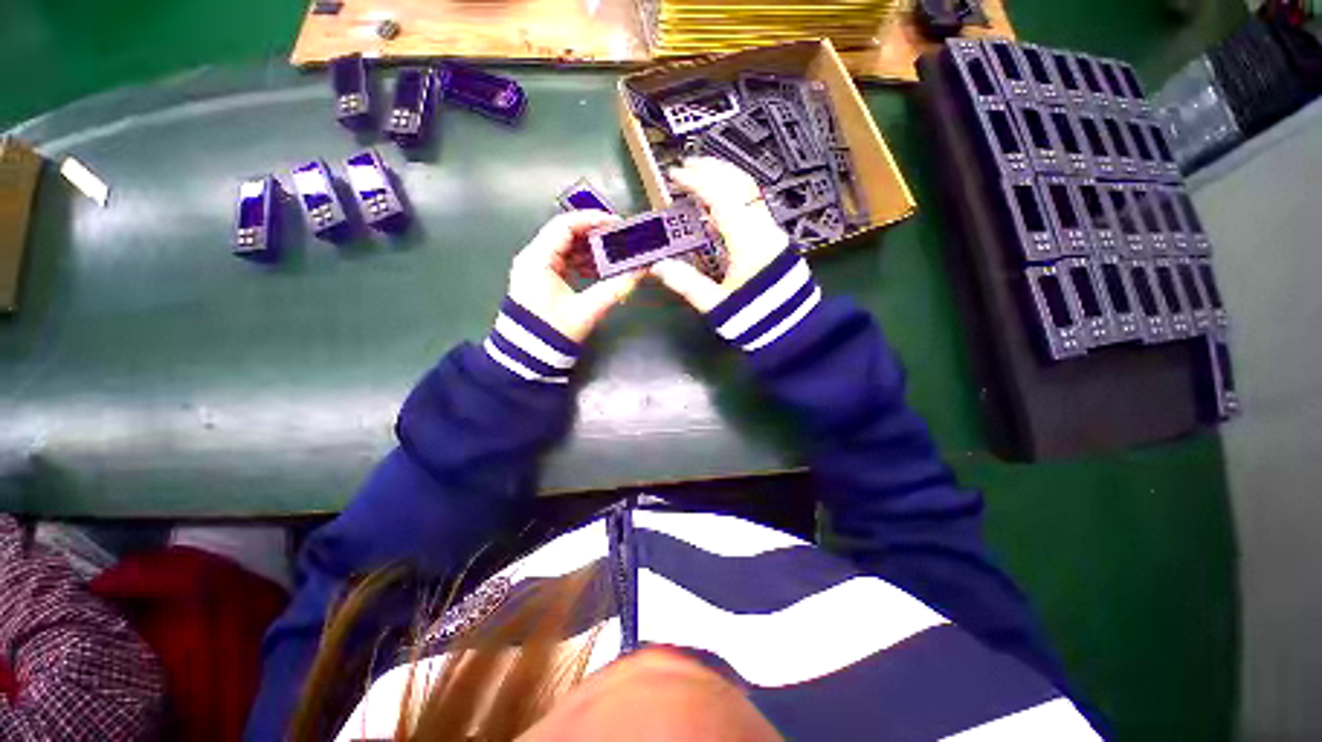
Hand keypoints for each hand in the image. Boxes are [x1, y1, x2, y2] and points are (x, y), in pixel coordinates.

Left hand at [507, 211, 644, 342]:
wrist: (528, 357)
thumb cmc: (554, 332)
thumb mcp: (587, 310)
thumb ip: (615, 289)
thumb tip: (640, 272)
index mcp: (538, 259)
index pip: (565, 225)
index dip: (593, 220)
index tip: (618, 224)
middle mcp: (533, 257)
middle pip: (565, 233)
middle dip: (594, 234)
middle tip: (620, 239)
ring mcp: (535, 268)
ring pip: (565, 247)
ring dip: (590, 249)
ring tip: (615, 255)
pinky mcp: (540, 279)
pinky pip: (563, 261)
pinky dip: (582, 261)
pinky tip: (600, 269)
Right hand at [649, 157, 790, 312]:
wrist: (792, 327)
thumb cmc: (753, 316)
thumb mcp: (716, 304)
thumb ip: (687, 284)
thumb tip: (658, 266)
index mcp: (746, 241)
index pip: (721, 197)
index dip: (697, 181)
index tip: (676, 174)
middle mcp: (762, 228)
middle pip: (740, 184)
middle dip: (712, 169)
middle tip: (687, 166)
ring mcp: (771, 230)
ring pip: (750, 191)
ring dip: (724, 178)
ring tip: (701, 177)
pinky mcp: (773, 238)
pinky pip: (753, 205)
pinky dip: (733, 194)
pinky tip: (719, 204)